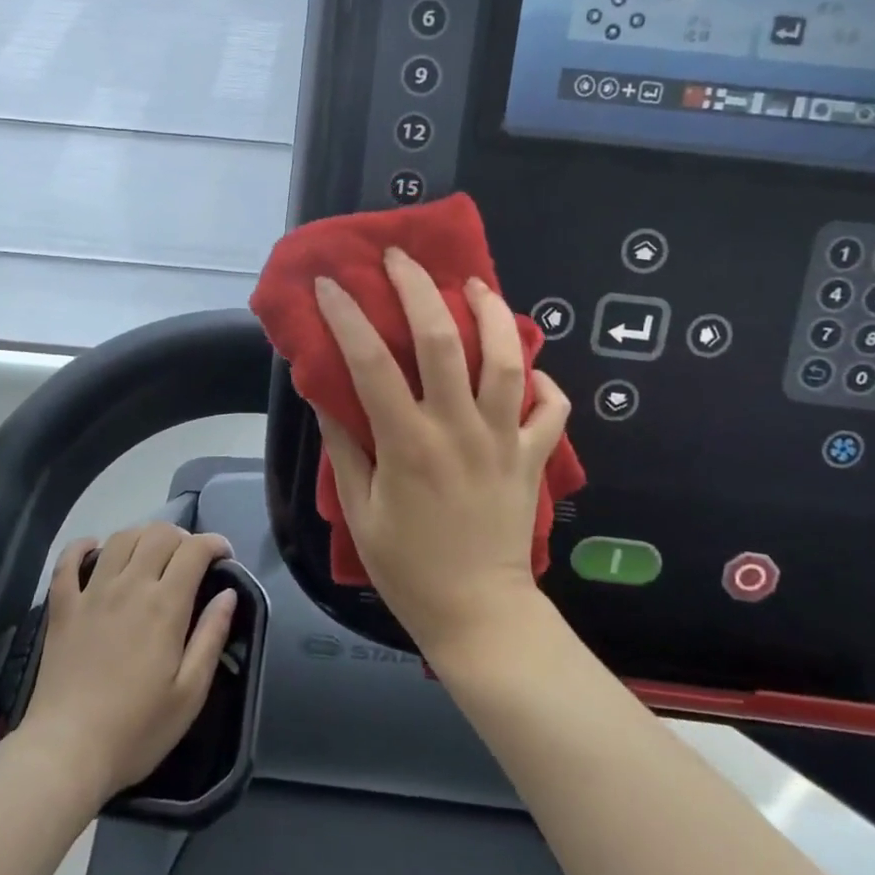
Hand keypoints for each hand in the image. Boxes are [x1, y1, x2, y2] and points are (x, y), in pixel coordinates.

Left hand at [19, 523, 236, 809]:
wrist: (65, 754)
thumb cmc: (135, 730)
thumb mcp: (189, 694)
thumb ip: (211, 637)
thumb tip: (228, 594)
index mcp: (164, 605)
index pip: (194, 550)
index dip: (214, 543)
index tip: (224, 556)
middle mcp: (129, 585)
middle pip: (159, 534)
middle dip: (182, 537)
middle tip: (190, 560)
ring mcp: (92, 592)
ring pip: (120, 538)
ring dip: (142, 536)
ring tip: (151, 554)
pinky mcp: (63, 607)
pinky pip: (68, 560)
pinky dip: (82, 546)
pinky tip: (94, 549)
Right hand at [313, 248, 570, 662]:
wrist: (479, 616)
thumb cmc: (408, 567)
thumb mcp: (359, 511)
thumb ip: (344, 447)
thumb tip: (324, 393)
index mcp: (407, 444)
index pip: (370, 364)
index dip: (347, 316)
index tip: (330, 284)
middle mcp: (458, 430)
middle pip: (442, 341)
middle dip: (419, 289)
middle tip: (401, 258)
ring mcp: (503, 441)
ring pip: (507, 360)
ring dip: (492, 313)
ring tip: (473, 285)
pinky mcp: (532, 458)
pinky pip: (550, 409)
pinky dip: (544, 382)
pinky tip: (529, 367)